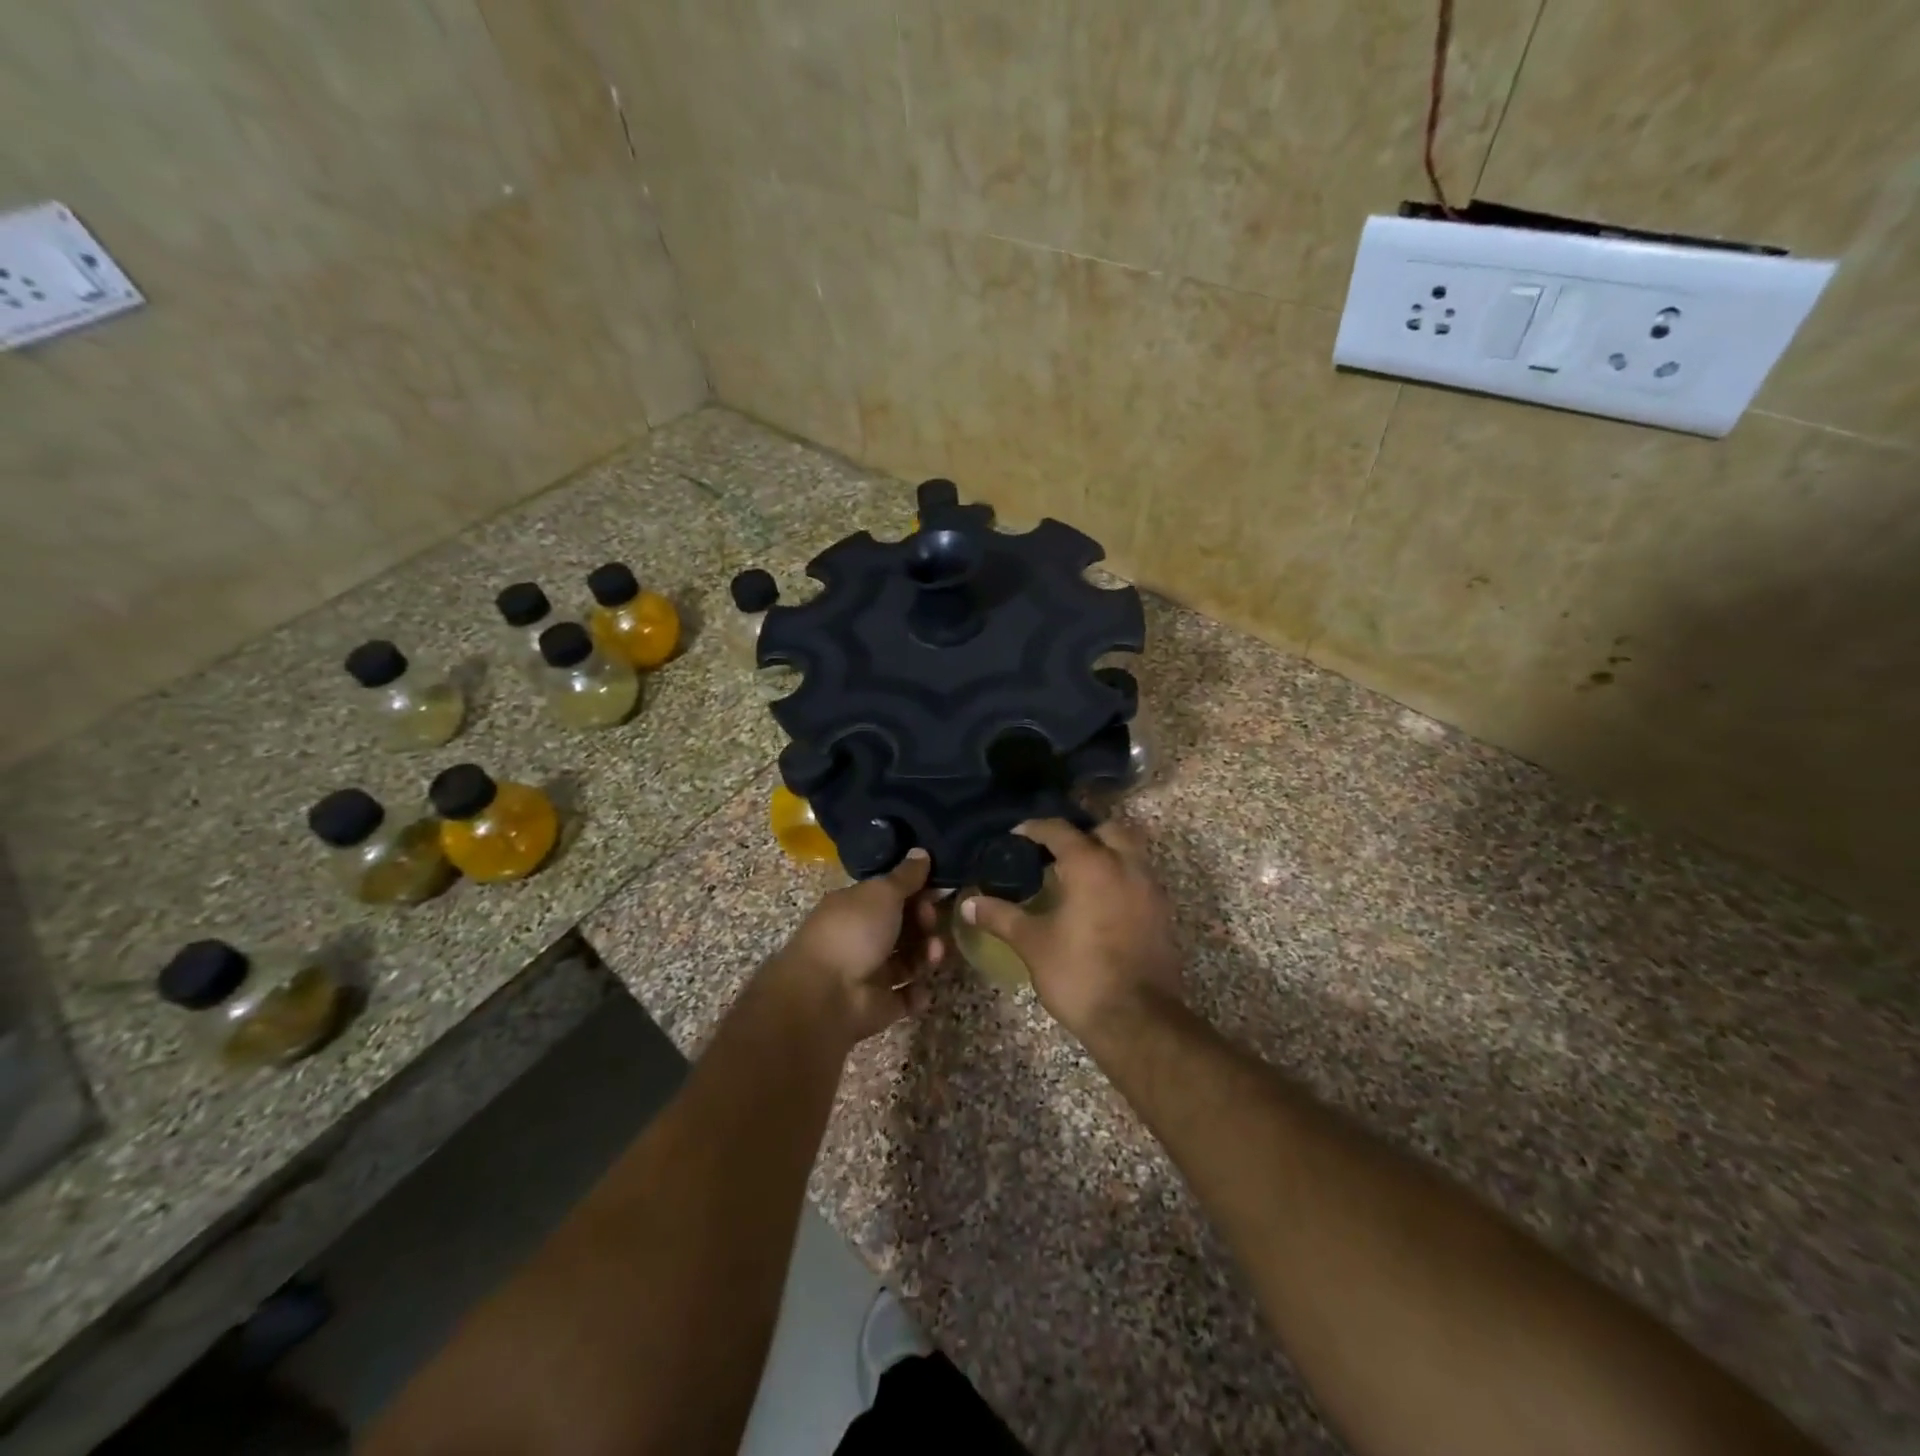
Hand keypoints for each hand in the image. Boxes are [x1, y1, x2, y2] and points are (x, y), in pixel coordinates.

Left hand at [770, 849, 942, 1045]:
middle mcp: (860, 938)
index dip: (915, 891)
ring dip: (926, 955)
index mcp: (854, 907)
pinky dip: (917, 993)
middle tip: (931, 922)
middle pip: (902, 927)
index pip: (890, 895)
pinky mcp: (879, 1005)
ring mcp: (869, 973)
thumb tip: (921, 852)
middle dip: (924, 923)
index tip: (937, 889)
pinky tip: (924, 988)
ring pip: (908, 960)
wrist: (825, 996)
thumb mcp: (882, 894)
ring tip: (934, 954)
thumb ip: (906, 876)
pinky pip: (905, 996)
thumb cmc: (853, 932)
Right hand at [961, 817, 1183, 1039]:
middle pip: (1105, 830)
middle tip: (1054, 853)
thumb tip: (969, 904)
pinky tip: (1100, 903)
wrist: (1136, 1020)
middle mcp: (1125, 866)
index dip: (1035, 829)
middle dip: (1081, 835)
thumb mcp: (1032, 943)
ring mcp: (1150, 889)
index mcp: (1091, 864)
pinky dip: (1120, 878)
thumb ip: (1000, 916)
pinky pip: (1140, 879)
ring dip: (1105, 854)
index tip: (1016, 836)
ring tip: (1077, 876)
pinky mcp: (1162, 913)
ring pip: (1129, 852)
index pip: (1060, 830)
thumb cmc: (1078, 973)